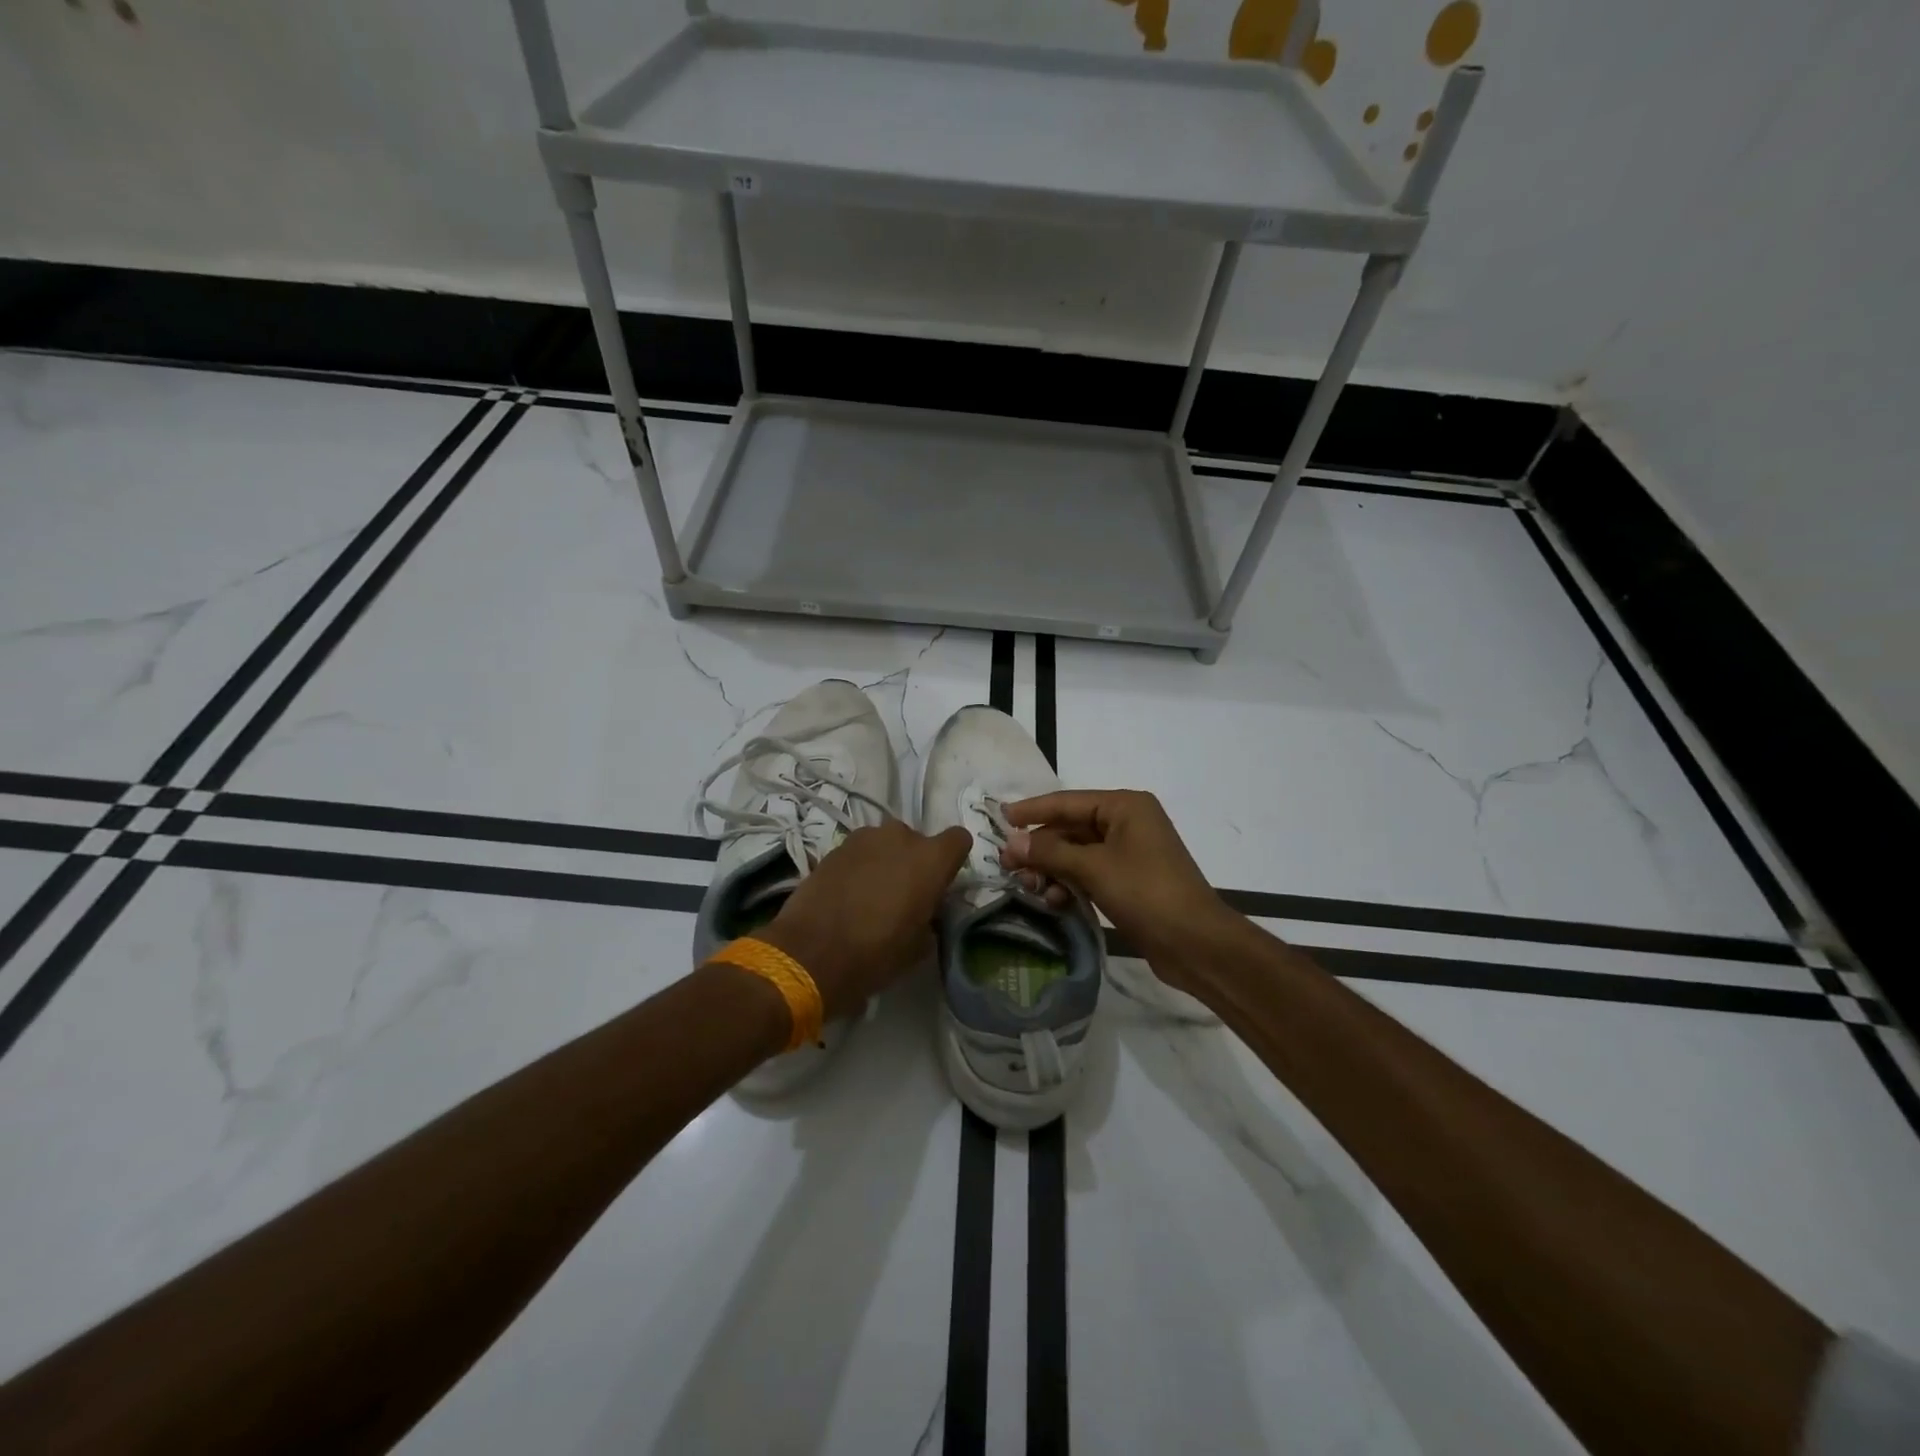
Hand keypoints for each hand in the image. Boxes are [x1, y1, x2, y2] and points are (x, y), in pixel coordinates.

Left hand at [761, 820, 970, 1020]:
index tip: (941, 883)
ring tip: (872, 895)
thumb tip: (924, 914)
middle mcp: (900, 837)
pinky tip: (848, 895)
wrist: (809, 953)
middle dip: (914, 862)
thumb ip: (930, 919)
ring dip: (885, 861)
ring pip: (885, 843)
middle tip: (904, 895)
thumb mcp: (918, 948)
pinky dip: (859, 867)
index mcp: (930, 859)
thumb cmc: (875, 953)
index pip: (959, 839)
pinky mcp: (834, 847)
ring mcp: (864, 838)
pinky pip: (859, 853)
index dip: (952, 860)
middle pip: (918, 841)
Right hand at [999, 790, 1229, 970]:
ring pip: (1077, 853)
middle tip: (1007, 866)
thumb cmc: (1146, 893)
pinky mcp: (1129, 881)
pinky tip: (1055, 901)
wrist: (1196, 943)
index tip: (1000, 818)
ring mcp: (1129, 853)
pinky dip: (1070, 884)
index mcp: (1125, 806)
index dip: (1032, 810)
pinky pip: (1089, 873)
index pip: (1067, 801)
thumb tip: (1012, 843)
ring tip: (1030, 888)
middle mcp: (1127, 822)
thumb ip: (1049, 852)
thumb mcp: (1093, 868)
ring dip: (1052, 869)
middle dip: (1040, 848)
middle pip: (1070, 828)